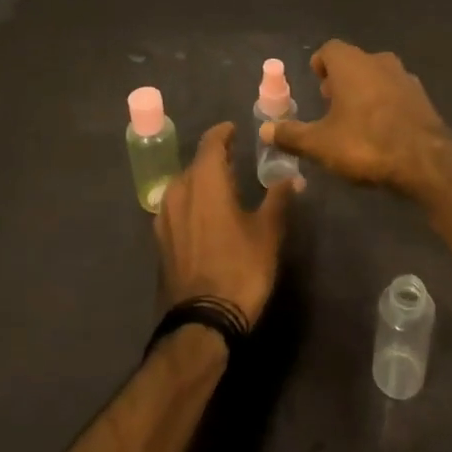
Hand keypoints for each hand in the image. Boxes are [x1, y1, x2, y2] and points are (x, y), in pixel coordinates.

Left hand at [154, 122, 294, 328]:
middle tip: (237, 159)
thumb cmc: (240, 269)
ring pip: (184, 185)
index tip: (235, 130)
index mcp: (205, 181)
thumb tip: (291, 177)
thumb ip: (278, 198)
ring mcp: (164, 216)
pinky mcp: (160, 239)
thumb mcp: (268, 232)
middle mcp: (179, 191)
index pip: (211, 143)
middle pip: (196, 164)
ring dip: (202, 180)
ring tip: (224, 186)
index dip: (224, 133)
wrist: (202, 321)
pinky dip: (192, 202)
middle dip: (215, 159)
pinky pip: (177, 207)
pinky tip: (208, 214)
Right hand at [258, 41, 451, 197]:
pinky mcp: (423, 98)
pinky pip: (396, 94)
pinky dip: (385, 104)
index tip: (315, 82)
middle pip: (354, 62)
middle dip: (341, 79)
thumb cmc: (366, 144)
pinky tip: (381, 131)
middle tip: (330, 103)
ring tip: (354, 119)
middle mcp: (379, 62)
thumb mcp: (320, 144)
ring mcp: (405, 78)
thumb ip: (291, 135)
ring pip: (377, 76)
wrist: (427, 162)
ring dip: (364, 91)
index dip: (319, 64)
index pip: (330, 49)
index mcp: (351, 64)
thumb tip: (265, 131)